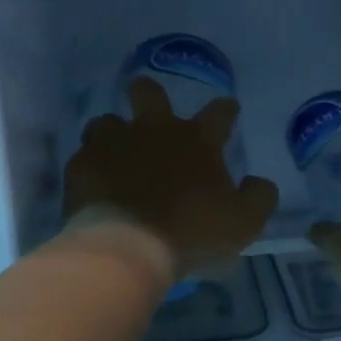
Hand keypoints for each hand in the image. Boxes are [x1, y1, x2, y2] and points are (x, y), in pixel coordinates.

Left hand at [63, 76, 279, 284]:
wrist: (128, 247)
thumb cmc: (192, 233)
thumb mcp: (244, 222)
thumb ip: (259, 197)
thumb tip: (259, 182)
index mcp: (198, 140)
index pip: (219, 113)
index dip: (226, 110)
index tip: (228, 111)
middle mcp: (154, 130)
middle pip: (149, 92)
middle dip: (150, 94)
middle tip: (152, 112)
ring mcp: (113, 144)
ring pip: (108, 121)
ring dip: (114, 134)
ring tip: (115, 155)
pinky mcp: (82, 165)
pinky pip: (84, 156)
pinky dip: (91, 167)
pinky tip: (94, 184)